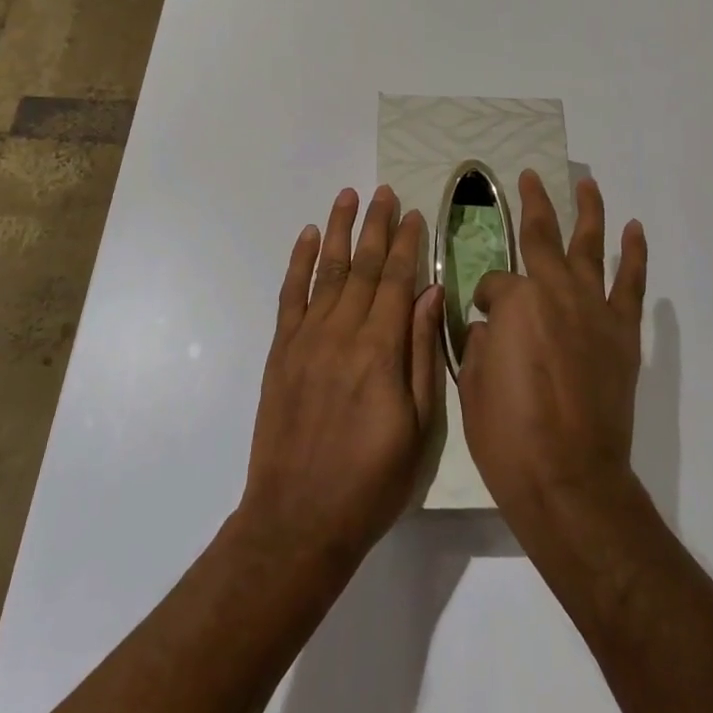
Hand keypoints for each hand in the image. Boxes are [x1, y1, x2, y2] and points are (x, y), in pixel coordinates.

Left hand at [240, 186, 443, 569]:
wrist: (297, 520)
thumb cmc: (371, 481)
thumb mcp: (419, 427)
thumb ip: (423, 354)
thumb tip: (432, 294)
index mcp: (381, 351)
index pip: (399, 281)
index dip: (408, 244)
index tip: (415, 214)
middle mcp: (343, 333)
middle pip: (365, 266)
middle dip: (377, 225)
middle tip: (385, 191)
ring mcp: (307, 339)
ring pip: (328, 271)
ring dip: (340, 230)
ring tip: (349, 196)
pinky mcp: (281, 351)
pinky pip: (291, 295)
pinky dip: (299, 262)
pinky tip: (309, 237)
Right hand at [458, 172, 647, 533]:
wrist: (571, 480)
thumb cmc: (509, 436)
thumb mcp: (473, 383)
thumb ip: (483, 341)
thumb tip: (496, 327)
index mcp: (515, 302)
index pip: (494, 283)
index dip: (485, 298)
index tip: (483, 318)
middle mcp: (555, 291)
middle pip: (543, 235)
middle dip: (534, 203)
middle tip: (529, 177)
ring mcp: (594, 309)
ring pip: (590, 246)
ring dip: (588, 210)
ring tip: (586, 183)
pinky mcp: (622, 333)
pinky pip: (630, 283)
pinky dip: (634, 254)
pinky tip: (633, 230)